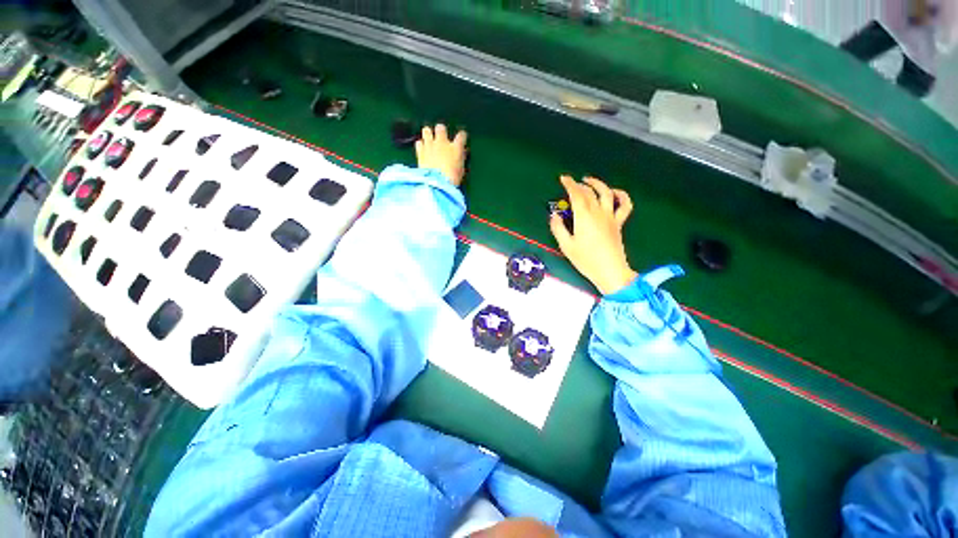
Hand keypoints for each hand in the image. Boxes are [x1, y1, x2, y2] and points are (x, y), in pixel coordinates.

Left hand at [415, 124, 467, 186]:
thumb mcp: (460, 170)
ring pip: (427, 130)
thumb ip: (460, 159)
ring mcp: (430, 145)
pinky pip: (419, 142)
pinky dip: (421, 145)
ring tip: (429, 140)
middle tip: (441, 137)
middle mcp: (443, 143)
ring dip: (428, 134)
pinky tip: (422, 149)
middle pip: (441, 128)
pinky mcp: (420, 151)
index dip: (462, 136)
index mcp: (456, 148)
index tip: (461, 138)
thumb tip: (460, 154)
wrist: (436, 183)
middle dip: (441, 131)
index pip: (461, 136)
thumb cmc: (452, 179)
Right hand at [549, 175, 636, 294]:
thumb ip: (558, 229)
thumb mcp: (566, 246)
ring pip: (607, 193)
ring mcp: (611, 216)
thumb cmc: (586, 260)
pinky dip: (621, 195)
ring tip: (589, 180)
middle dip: (579, 185)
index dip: (569, 184)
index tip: (563, 178)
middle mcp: (598, 212)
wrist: (610, 271)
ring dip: (598, 184)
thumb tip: (554, 216)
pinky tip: (615, 192)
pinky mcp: (619, 223)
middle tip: (571, 183)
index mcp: (584, 217)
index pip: (576, 195)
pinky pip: (624, 205)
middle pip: (589, 192)